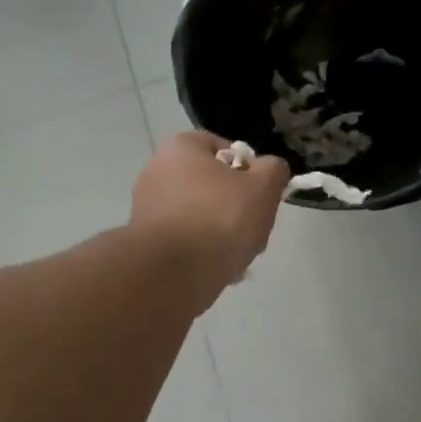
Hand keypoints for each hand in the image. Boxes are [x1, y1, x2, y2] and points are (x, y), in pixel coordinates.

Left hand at [131, 133, 290, 307]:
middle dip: (236, 205)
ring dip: (222, 232)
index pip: (223, 148)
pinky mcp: (146, 241)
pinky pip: (185, 240)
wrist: (174, 273)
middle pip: (212, 184)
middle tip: (253, 226)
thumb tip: (270, 169)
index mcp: (180, 148)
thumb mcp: (263, 188)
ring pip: (201, 215)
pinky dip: (203, 251)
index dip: (248, 169)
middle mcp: (156, 171)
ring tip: (239, 253)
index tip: (260, 193)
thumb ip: (274, 170)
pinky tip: (219, 268)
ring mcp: (147, 207)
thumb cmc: (220, 218)